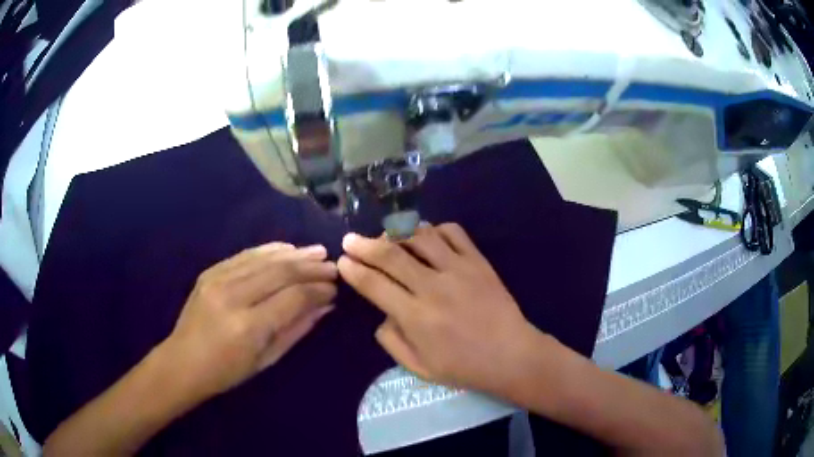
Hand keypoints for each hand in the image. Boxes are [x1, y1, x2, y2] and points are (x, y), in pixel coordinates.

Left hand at [160, 242, 337, 399]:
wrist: (183, 362)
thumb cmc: (227, 371)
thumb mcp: (267, 359)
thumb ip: (297, 329)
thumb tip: (325, 305)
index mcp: (248, 326)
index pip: (293, 297)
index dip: (318, 290)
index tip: (335, 288)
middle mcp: (233, 296)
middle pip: (280, 272)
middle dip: (311, 267)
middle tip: (333, 265)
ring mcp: (218, 279)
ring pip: (264, 259)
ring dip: (294, 253)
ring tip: (317, 251)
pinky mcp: (210, 271)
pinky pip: (245, 255)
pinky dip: (269, 250)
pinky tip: (287, 248)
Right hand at [338, 223, 539, 394]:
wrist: (511, 355)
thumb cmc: (464, 367)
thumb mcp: (419, 367)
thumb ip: (392, 341)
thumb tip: (383, 314)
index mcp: (415, 316)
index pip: (374, 285)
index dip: (354, 271)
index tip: (343, 261)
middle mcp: (432, 287)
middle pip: (391, 255)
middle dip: (364, 245)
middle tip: (350, 239)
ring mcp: (458, 269)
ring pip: (420, 237)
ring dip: (398, 233)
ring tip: (387, 236)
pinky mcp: (478, 261)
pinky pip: (453, 233)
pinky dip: (434, 229)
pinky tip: (426, 236)